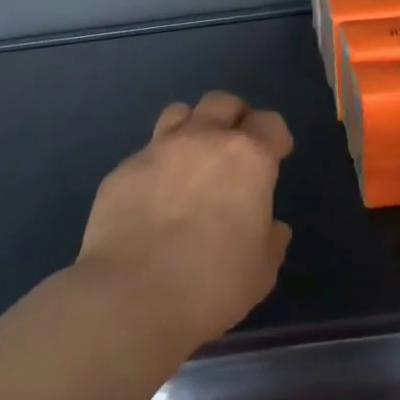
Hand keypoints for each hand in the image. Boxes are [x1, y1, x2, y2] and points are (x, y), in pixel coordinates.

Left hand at [76, 91, 293, 349]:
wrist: (132, 296)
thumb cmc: (212, 284)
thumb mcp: (261, 270)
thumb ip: (271, 239)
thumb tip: (271, 227)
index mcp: (247, 159)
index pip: (270, 123)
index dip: (276, 137)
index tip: (276, 155)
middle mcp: (202, 141)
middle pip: (222, 102)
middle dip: (234, 118)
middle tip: (235, 147)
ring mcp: (157, 150)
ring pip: (179, 112)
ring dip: (192, 127)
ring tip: (192, 159)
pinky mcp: (122, 170)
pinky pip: (146, 151)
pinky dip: (158, 164)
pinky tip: (154, 196)